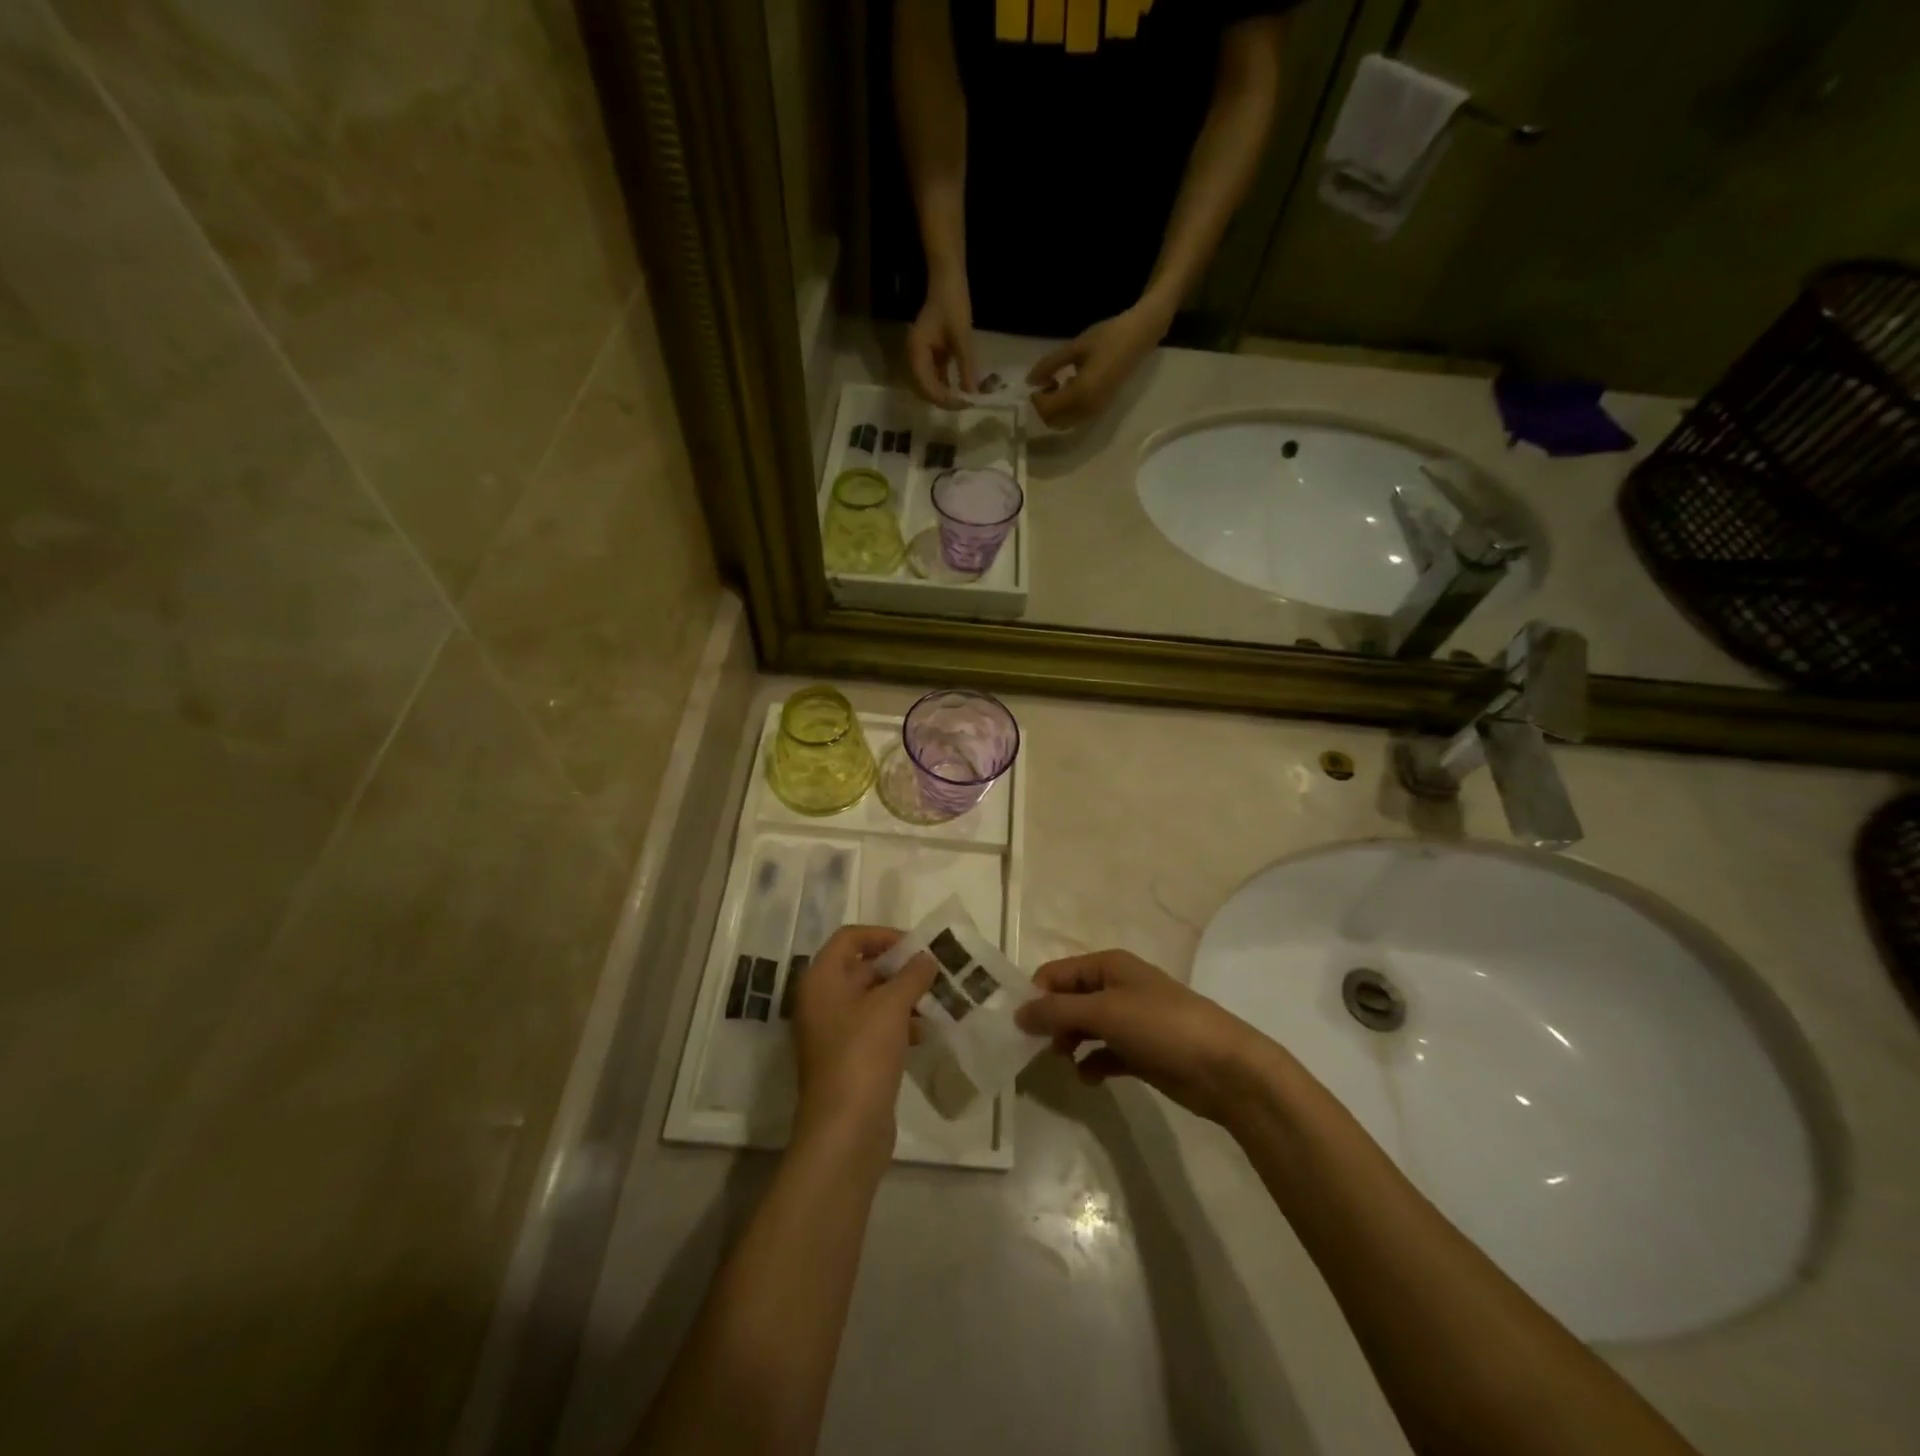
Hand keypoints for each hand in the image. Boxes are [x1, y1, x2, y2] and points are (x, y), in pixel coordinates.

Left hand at [791, 926, 936, 1161]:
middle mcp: (821, 1001)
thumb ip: (911, 975)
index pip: (849, 938)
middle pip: (860, 968)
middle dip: (898, 968)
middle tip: (933, 972)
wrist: (845, 1130)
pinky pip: (874, 1029)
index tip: (916, 946)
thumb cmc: (863, 1054)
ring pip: (870, 1001)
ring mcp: (832, 1033)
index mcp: (821, 980)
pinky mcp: (847, 1060)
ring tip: (935, 1001)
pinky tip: (924, 1033)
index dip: (882, 935)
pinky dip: (898, 1024)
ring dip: (902, 997)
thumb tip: (926, 958)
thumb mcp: (891, 1006)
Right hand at [907, 270, 976, 407]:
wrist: (948, 279)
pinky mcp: (930, 355)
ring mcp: (921, 357)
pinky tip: (961, 390)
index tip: (962, 405)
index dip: (943, 399)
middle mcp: (914, 358)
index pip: (926, 386)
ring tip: (964, 401)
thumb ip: (966, 367)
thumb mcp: (962, 337)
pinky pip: (936, 376)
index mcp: (916, 352)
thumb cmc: (953, 304)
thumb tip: (972, 395)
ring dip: (946, 395)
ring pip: (930, 385)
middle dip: (944, 400)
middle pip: (925, 390)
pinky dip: (947, 385)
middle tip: (965, 406)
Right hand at [1015, 949, 1271, 1124]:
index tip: (1017, 1025)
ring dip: (1070, 1043)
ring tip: (1064, 1062)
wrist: (1225, 1068)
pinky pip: (1104, 1053)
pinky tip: (1089, 1079)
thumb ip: (1057, 1011)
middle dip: (1051, 1021)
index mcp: (1109, 965)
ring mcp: (1131, 1020)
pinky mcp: (1141, 1052)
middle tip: (1037, 1049)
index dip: (1036, 995)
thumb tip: (1018, 1012)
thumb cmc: (1161, 1026)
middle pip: (1069, 999)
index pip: (1057, 973)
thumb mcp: (1104, 1012)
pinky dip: (1093, 1063)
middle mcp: (1117, 987)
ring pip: (1085, 1027)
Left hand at [1025, 300, 1172, 429]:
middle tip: (1046, 382)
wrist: (1139, 336)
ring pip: (1064, 423)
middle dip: (1044, 407)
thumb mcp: (1075, 348)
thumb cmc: (1108, 337)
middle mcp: (1087, 410)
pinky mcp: (1100, 409)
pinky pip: (1075, 418)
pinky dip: (1065, 409)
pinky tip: (1070, 386)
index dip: (1037, 398)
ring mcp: (1095, 412)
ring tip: (1057, 383)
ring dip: (1054, 409)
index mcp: (1080, 394)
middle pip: (1054, 422)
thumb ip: (1050, 365)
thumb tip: (1030, 380)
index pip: (1048, 410)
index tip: (1036, 380)